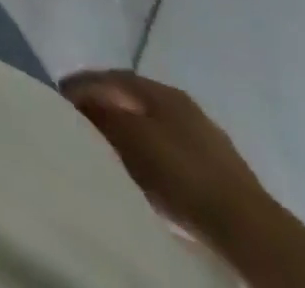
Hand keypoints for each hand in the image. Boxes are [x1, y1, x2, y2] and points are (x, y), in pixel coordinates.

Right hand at [62, 70, 270, 241]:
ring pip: (153, 126)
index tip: (59, 97)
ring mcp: (205, 138)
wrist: (245, 228)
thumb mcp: (128, 136)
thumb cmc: (179, 171)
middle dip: (106, 106)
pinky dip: (150, 154)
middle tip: (80, 120)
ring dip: (129, 131)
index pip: (111, 76)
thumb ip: (100, 112)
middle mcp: (183, 104)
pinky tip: (143, 170)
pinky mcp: (218, 171)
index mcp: (161, 90)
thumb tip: (79, 100)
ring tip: (107, 147)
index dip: (82, 83)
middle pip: (133, 99)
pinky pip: (171, 152)